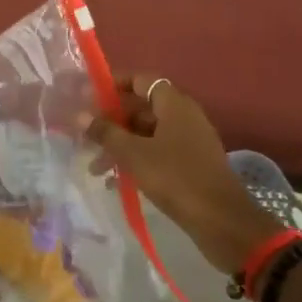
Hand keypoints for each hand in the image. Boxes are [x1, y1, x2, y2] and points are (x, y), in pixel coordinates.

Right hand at [87, 75, 278, 276]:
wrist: (221, 221)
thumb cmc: (175, 178)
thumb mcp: (133, 154)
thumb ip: (105, 132)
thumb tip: (79, 115)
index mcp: (175, 104)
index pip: (141, 80)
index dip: (115, 84)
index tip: (89, 95)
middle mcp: (184, 117)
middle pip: (142, 109)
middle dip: (112, 122)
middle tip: (86, 135)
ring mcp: (190, 142)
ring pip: (148, 135)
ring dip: (121, 146)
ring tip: (95, 167)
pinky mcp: (191, 165)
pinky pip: (158, 153)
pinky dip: (137, 161)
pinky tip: (116, 182)